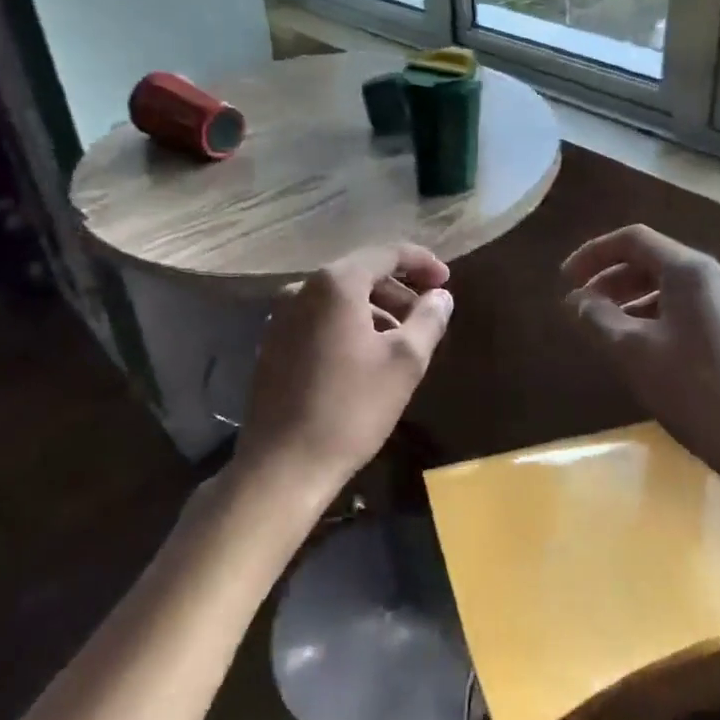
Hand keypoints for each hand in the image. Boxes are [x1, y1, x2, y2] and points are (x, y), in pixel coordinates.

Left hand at [234, 243, 453, 513]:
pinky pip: (320, 319)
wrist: (283, 465)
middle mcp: (301, 288)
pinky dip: (349, 325)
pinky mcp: (273, 343)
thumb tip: (442, 296)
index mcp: (335, 283)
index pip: (386, 254)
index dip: (421, 262)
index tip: (446, 280)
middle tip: (427, 314)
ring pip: (339, 299)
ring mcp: (281, 316)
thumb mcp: (405, 362)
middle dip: (398, 289)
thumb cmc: (351, 408)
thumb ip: (428, 319)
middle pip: (360, 274)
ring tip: (402, 340)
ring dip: (375, 310)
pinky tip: (366, 357)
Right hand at [561, 225, 719, 484]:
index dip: (593, 254)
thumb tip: (575, 300)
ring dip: (633, 302)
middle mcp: (718, 278)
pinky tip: (645, 352)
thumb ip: (597, 318)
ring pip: (673, 290)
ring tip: (607, 333)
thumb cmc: (694, 389)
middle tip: (581, 309)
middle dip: (611, 280)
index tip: (564, 281)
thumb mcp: (631, 352)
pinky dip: (658, 320)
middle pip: (654, 262)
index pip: (633, 240)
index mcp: (691, 270)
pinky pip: (691, 312)